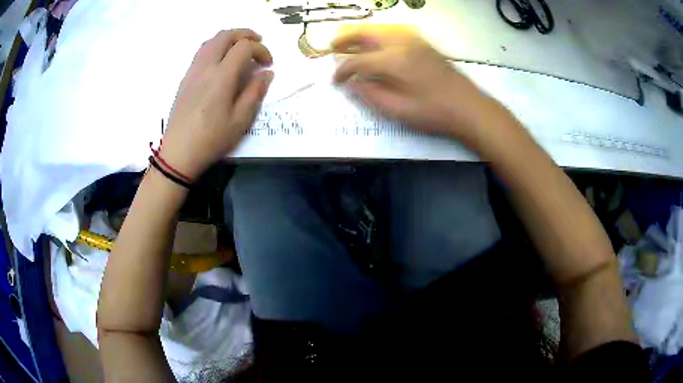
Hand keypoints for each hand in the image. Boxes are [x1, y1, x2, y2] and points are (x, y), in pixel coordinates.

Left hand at [159, 29, 273, 180]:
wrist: (178, 152)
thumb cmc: (211, 139)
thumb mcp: (240, 120)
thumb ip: (255, 92)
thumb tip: (267, 73)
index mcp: (221, 76)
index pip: (244, 47)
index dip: (261, 49)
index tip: (268, 64)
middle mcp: (205, 67)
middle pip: (225, 35)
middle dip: (245, 34)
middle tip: (258, 42)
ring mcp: (192, 71)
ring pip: (211, 41)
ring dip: (229, 38)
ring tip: (240, 47)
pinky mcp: (185, 79)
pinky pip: (201, 52)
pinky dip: (216, 46)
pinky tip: (221, 60)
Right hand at [332, 31, 503, 144]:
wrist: (468, 107)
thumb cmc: (434, 113)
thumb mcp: (398, 111)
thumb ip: (371, 95)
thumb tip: (352, 85)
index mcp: (393, 61)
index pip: (358, 61)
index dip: (342, 71)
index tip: (335, 81)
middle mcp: (401, 44)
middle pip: (365, 34)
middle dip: (345, 40)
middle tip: (332, 49)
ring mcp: (414, 41)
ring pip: (379, 30)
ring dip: (360, 35)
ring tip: (349, 45)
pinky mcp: (423, 44)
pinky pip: (394, 33)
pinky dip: (378, 36)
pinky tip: (376, 45)